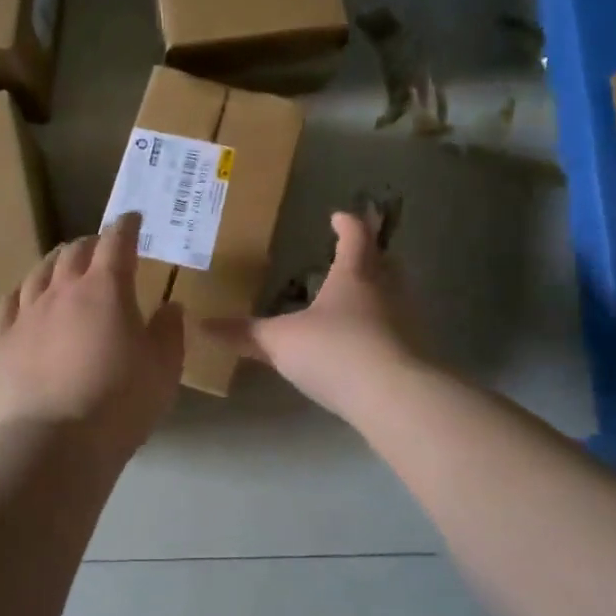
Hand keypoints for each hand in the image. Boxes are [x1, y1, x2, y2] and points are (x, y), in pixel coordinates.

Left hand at [0, 213, 184, 457]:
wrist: (55, 442)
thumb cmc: (120, 403)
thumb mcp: (164, 369)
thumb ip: (169, 332)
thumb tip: (170, 306)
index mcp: (106, 289)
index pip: (117, 242)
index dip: (127, 227)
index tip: (133, 219)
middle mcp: (63, 290)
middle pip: (75, 252)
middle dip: (92, 243)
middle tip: (102, 247)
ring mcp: (27, 313)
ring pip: (40, 272)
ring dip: (57, 262)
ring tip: (64, 265)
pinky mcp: (2, 339)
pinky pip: (9, 302)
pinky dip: (23, 291)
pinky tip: (25, 296)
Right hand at [206, 211, 424, 414]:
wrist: (393, 398)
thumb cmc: (334, 351)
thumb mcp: (280, 342)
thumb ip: (244, 334)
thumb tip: (202, 325)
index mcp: (354, 276)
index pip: (355, 237)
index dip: (347, 224)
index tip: (338, 217)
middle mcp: (385, 291)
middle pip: (384, 263)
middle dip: (369, 255)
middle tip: (353, 255)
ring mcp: (405, 323)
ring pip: (394, 296)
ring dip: (377, 293)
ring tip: (353, 301)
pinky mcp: (413, 354)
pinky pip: (395, 330)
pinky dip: (380, 329)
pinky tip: (362, 345)